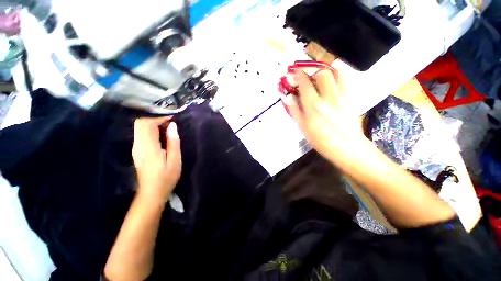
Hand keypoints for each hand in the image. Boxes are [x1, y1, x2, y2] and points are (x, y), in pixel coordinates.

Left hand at [132, 117, 181, 203]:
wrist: (152, 193)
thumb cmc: (166, 177)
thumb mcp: (175, 160)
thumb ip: (173, 142)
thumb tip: (172, 125)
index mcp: (148, 147)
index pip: (147, 124)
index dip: (159, 117)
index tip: (172, 118)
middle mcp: (138, 145)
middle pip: (140, 124)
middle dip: (155, 118)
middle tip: (170, 121)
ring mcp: (136, 148)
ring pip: (140, 128)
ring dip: (153, 124)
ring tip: (168, 127)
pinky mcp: (137, 151)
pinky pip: (141, 134)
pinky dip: (151, 130)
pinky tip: (161, 135)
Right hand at [282, 69, 365, 165]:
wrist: (347, 147)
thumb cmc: (321, 140)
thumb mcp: (303, 127)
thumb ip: (294, 110)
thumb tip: (287, 96)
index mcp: (313, 105)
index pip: (305, 83)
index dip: (297, 74)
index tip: (292, 71)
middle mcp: (328, 97)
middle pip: (322, 72)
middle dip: (312, 69)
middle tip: (306, 73)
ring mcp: (341, 96)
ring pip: (335, 73)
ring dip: (325, 69)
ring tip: (317, 73)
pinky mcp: (350, 97)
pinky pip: (344, 79)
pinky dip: (337, 74)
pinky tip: (330, 80)